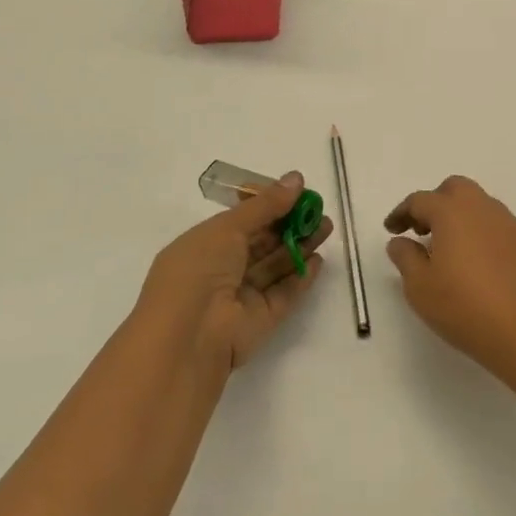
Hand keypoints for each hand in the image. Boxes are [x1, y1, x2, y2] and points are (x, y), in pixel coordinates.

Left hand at [141, 172, 329, 371]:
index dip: (268, 205)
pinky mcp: (260, 320)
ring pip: (275, 266)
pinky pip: (284, 294)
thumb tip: (296, 179)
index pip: (241, 220)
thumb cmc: (198, 271)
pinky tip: (319, 260)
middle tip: (319, 210)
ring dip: (300, 246)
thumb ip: (266, 205)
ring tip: (326, 227)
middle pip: (262, 243)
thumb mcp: (228, 228)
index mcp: (204, 246)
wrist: (189, 337)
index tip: (296, 192)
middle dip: (290, 224)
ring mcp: (240, 297)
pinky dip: (301, 277)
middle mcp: (221, 270)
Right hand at [384, 175, 515, 380]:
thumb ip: (406, 258)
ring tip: (447, 248)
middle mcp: (481, 207)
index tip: (391, 230)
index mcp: (452, 212)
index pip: (420, 200)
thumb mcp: (420, 288)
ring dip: (458, 215)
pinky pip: (495, 223)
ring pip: (478, 203)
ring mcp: (507, 222)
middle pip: (454, 189)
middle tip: (421, 231)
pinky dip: (478, 230)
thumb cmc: (466, 307)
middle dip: (434, 203)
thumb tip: (400, 241)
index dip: (401, 213)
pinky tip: (475, 260)